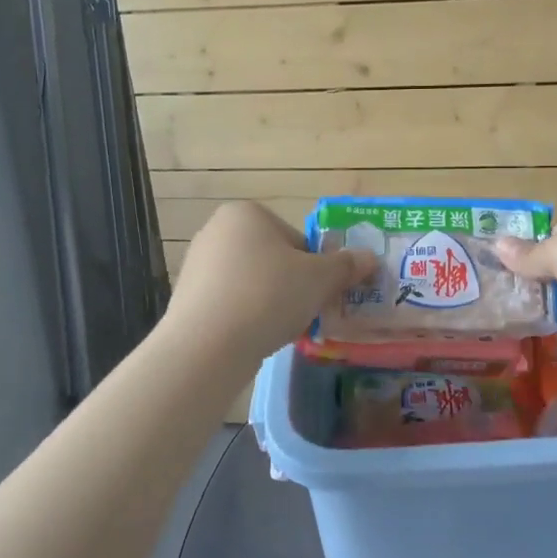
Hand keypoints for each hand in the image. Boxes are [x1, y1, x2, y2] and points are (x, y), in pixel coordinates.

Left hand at [165, 202, 378, 362]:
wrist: (208, 344)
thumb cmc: (269, 295)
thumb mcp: (320, 278)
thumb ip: (346, 266)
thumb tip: (369, 258)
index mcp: (247, 213)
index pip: (296, 239)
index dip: (316, 267)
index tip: (320, 293)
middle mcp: (216, 231)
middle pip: (273, 260)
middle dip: (292, 286)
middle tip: (306, 312)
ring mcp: (197, 265)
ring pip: (252, 284)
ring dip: (270, 303)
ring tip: (280, 329)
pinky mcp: (187, 299)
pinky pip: (230, 304)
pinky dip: (246, 318)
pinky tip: (254, 338)